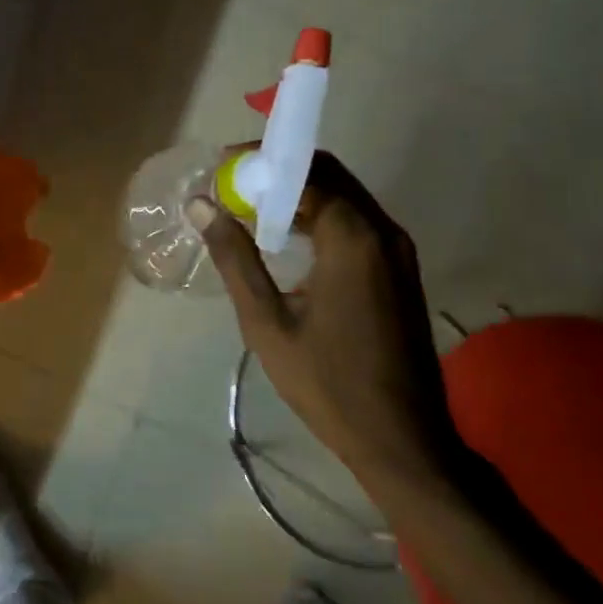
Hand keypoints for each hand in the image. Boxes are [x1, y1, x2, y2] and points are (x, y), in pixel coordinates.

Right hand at [191, 154, 449, 483]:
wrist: (401, 438)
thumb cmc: (327, 382)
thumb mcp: (266, 322)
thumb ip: (235, 258)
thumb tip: (201, 205)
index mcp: (352, 239)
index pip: (304, 173)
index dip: (259, 165)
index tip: (220, 171)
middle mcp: (382, 232)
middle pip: (329, 174)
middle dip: (279, 172)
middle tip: (231, 186)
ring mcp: (398, 250)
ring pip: (344, 196)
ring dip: (299, 193)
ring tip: (250, 210)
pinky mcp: (400, 269)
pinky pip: (356, 221)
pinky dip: (320, 214)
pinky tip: (287, 238)